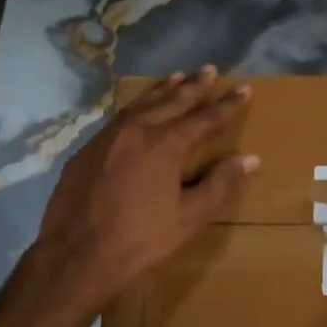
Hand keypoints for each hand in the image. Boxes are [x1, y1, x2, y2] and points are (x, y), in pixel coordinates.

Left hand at [28, 67, 257, 315]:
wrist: (76, 256)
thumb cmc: (141, 240)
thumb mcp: (189, 217)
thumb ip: (219, 184)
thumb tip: (250, 158)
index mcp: (165, 144)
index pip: (204, 118)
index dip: (227, 105)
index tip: (244, 90)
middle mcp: (135, 130)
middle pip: (170, 101)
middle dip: (193, 87)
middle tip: (209, 69)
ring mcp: (106, 138)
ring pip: (140, 105)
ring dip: (161, 91)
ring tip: (176, 78)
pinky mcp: (85, 152)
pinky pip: (117, 119)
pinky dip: (135, 108)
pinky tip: (137, 111)